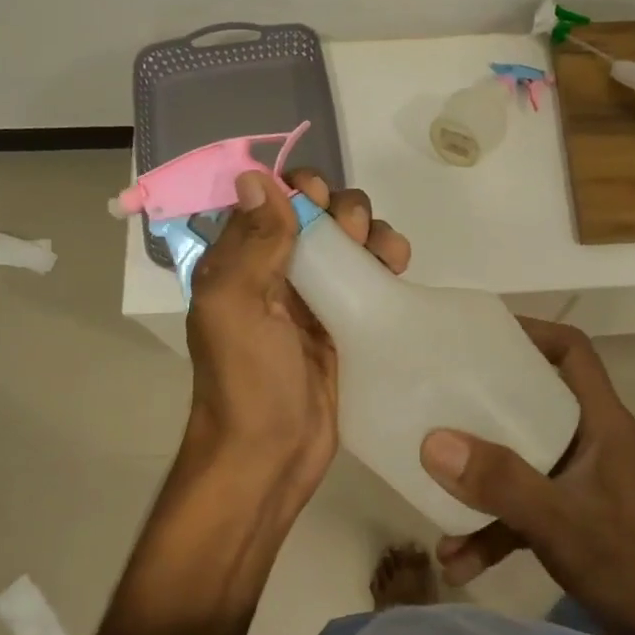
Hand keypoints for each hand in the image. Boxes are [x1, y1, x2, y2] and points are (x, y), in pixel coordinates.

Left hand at [182, 168, 409, 505]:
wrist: (271, 457)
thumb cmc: (248, 380)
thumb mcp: (236, 306)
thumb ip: (251, 242)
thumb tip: (253, 176)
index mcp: (238, 261)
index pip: (269, 200)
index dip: (297, 188)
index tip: (318, 199)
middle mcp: (274, 271)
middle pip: (316, 215)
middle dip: (341, 210)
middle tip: (354, 234)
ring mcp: (313, 297)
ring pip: (348, 241)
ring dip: (371, 231)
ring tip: (386, 254)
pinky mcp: (346, 322)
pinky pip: (369, 276)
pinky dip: (385, 260)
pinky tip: (398, 268)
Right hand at [419, 318, 634, 634]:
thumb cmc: (631, 564)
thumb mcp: (559, 520)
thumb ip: (500, 481)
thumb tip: (434, 441)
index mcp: (602, 423)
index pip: (573, 352)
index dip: (532, 332)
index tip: (481, 336)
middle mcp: (591, 443)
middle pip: (534, 402)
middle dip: (485, 406)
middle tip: (440, 401)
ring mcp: (581, 482)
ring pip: (522, 462)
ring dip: (481, 484)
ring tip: (432, 497)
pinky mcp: (573, 519)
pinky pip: (524, 509)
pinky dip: (493, 529)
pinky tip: (458, 563)